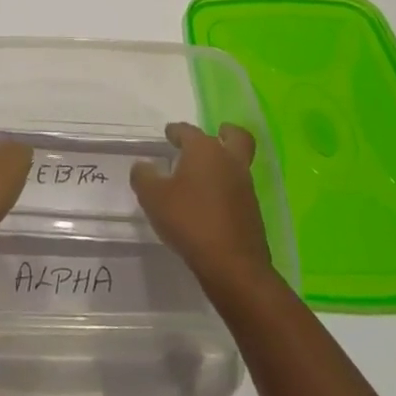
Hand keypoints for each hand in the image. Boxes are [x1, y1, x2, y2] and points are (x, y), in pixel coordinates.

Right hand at [131, 122, 274, 293]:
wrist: (232, 265)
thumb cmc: (189, 221)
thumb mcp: (153, 197)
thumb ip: (144, 176)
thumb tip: (143, 166)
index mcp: (205, 151)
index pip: (189, 131)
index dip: (176, 131)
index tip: (169, 133)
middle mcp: (229, 162)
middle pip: (235, 137)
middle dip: (225, 132)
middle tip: (213, 136)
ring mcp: (245, 187)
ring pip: (238, 163)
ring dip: (224, 163)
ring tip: (202, 175)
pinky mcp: (252, 211)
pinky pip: (238, 189)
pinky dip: (226, 188)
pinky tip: (209, 202)